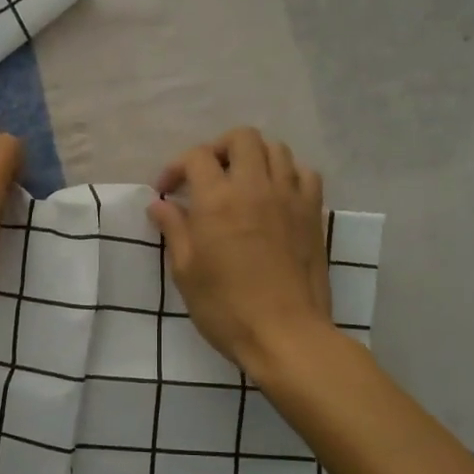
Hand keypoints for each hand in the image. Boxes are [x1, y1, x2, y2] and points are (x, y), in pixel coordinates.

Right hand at [147, 128, 333, 377]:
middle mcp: (255, 187)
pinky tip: (276, 194)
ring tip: (241, 182)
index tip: (167, 193)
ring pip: (276, 149)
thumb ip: (174, 230)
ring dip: (254, 157)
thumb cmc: (226, 307)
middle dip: (218, 149)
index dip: (176, 168)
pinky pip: (305, 173)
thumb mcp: (186, 271)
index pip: (196, 157)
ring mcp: (289, 197)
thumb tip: (160, 205)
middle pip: (241, 138)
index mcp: (217, 200)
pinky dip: (288, 173)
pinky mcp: (313, 213)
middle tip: (207, 176)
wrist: (286, 335)